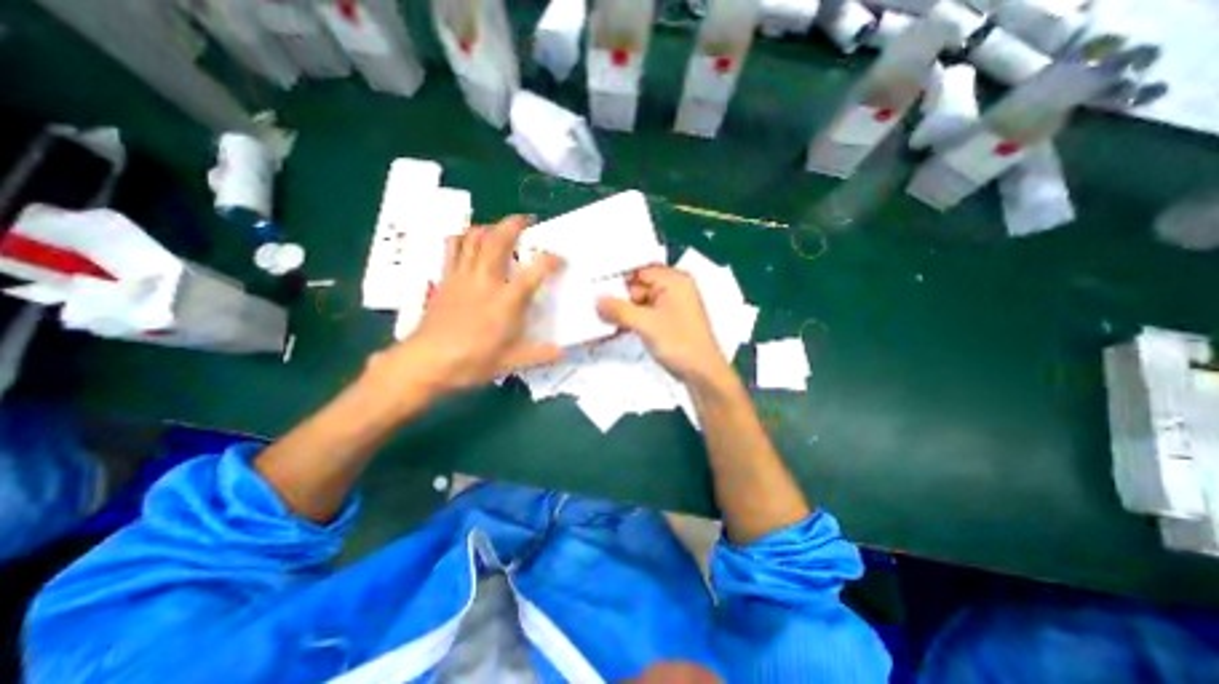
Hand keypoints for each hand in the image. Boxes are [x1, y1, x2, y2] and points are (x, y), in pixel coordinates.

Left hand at [368, 215, 564, 396]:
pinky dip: (462, 238)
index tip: (559, 258)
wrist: (425, 362)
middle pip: (498, 241)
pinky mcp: (445, 279)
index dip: (550, 260)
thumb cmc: (470, 362)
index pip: (533, 272)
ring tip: (500, 228)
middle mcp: (484, 281)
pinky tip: (470, 241)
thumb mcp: (510, 362)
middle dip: (514, 224)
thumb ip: (540, 354)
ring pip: (473, 238)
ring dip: (489, 227)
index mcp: (505, 302)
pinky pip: (452, 248)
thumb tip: (564, 352)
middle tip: (527, 220)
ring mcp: (461, 276)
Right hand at [594, 265, 727, 383]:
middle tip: (597, 308)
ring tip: (603, 320)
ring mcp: (671, 306)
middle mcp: (674, 289)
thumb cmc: (681, 344)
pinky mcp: (668, 322)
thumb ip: (619, 310)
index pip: (639, 270)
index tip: (597, 287)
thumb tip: (598, 301)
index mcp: (674, 281)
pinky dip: (632, 321)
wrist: (702, 374)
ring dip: (623, 312)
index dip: (618, 278)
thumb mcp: (646, 324)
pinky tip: (616, 328)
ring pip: (640, 303)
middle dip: (619, 299)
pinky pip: (645, 315)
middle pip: (638, 287)